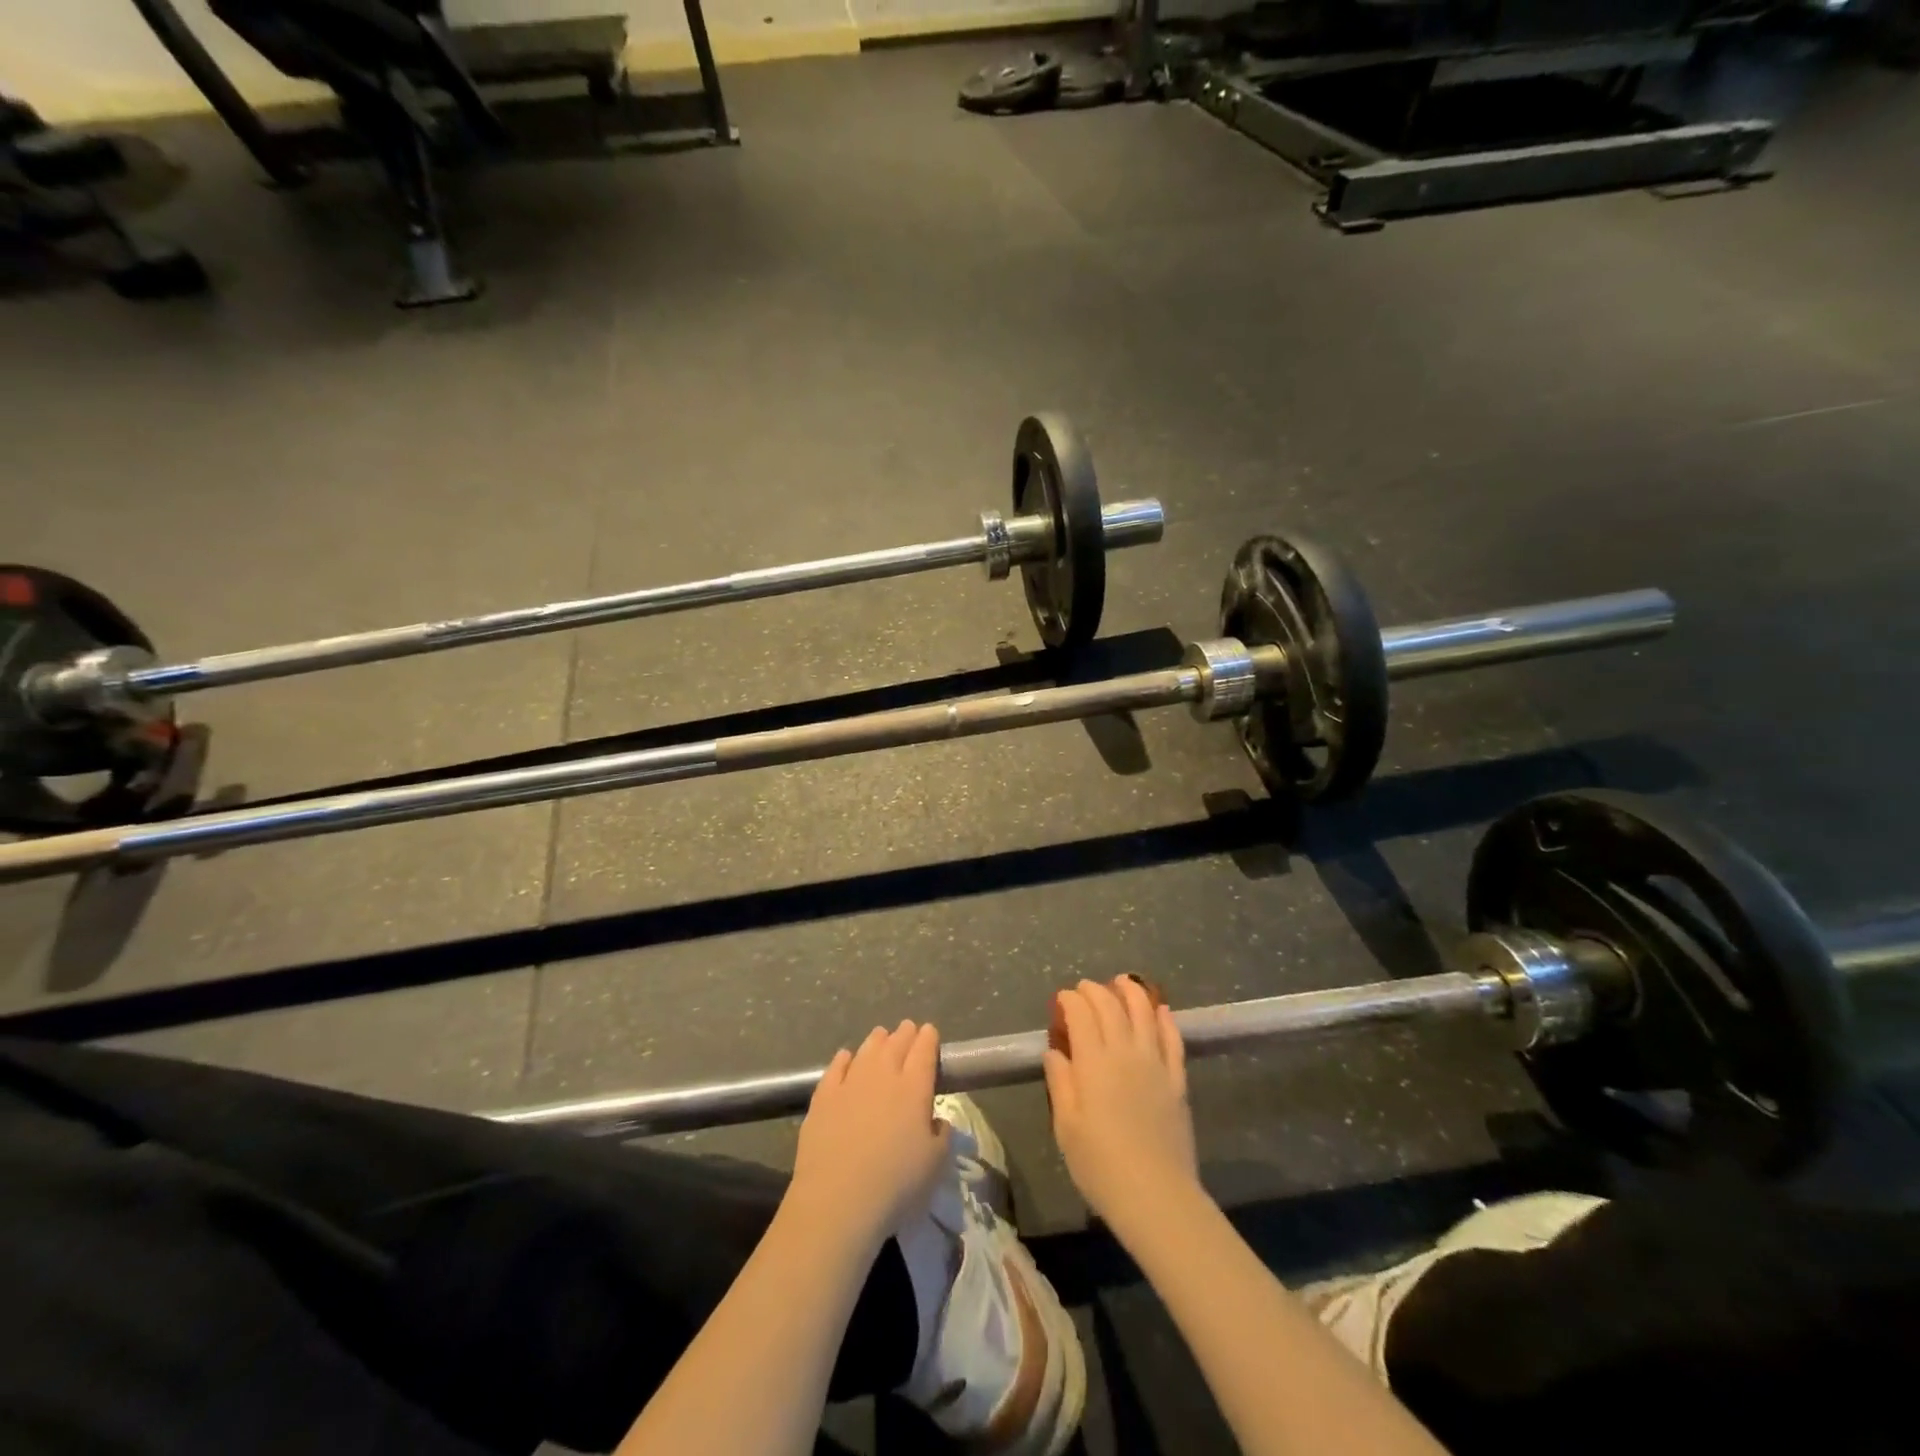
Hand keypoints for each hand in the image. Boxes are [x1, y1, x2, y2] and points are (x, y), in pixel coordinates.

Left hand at [790, 1021, 950, 1243]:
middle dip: (904, 1033)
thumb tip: (936, 1120)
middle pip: (896, 1044)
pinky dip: (844, 1058)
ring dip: (877, 1040)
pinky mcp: (822, 1097)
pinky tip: (846, 1056)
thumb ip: (941, 1135)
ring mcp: (850, 1083)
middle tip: (908, 1028)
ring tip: (881, 1035)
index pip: (924, 1051)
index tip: (930, 1031)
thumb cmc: (896, 1185)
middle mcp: (883, 1075)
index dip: (928, 1038)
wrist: (838, 1200)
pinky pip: (836, 1067)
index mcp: (914, 1088)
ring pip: (867, 1050)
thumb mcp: (935, 1165)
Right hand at [1043, 977, 1199, 1236]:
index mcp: (1093, 1062)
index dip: (1070, 1001)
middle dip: (1095, 992)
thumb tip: (1055, 1051)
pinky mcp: (1177, 1080)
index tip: (1062, 999)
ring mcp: (1156, 1064)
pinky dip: (1166, 1020)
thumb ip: (1060, 1083)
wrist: (1157, 1196)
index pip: (1081, 1015)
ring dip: (1132, 993)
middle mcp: (1125, 1052)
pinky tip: (1162, 1010)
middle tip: (1084, 989)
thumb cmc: (1101, 1166)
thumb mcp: (1066, 1128)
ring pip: (1145, 1014)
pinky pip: (1173, 1040)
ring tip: (1123, 982)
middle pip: (1111, 1008)